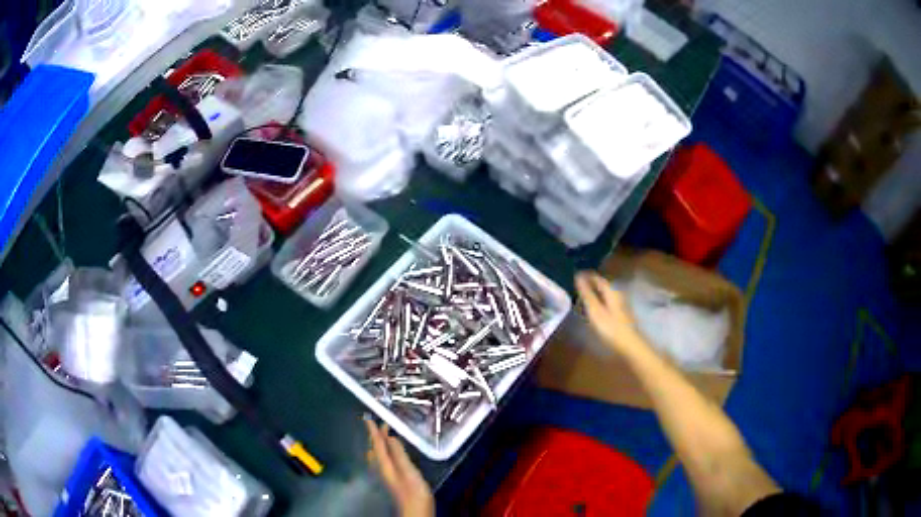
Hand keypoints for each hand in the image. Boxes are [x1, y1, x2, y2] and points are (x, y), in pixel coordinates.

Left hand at [366, 418, 434, 516]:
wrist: (416, 512)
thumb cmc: (413, 492)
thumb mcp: (408, 471)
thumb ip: (398, 454)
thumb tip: (390, 437)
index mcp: (384, 465)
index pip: (376, 445)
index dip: (373, 432)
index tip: (367, 418)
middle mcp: (383, 469)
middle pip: (374, 450)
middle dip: (374, 437)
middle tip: (376, 424)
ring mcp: (388, 475)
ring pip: (378, 456)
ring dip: (379, 444)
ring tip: (383, 435)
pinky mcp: (394, 480)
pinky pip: (385, 460)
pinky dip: (386, 452)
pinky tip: (393, 453)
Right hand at [575, 272, 644, 356]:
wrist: (630, 344)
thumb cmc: (611, 328)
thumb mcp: (596, 311)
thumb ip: (587, 294)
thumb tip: (578, 277)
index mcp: (612, 292)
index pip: (598, 278)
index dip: (587, 276)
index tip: (576, 275)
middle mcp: (618, 294)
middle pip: (603, 285)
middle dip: (591, 284)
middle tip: (578, 286)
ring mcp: (622, 304)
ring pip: (606, 293)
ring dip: (596, 293)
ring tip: (584, 296)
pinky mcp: (622, 313)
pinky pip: (608, 301)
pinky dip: (600, 301)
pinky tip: (595, 308)